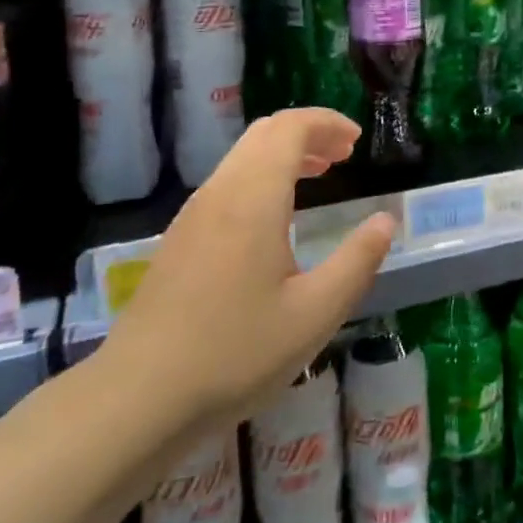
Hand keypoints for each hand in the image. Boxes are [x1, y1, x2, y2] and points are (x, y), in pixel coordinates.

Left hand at [98, 109, 393, 450]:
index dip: (327, 122)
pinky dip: (261, 177)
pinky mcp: (179, 239)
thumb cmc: (235, 355)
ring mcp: (193, 215)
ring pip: (242, 157)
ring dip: (284, 154)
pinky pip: (227, 183)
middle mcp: (220, 193)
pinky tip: (277, 217)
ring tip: (320, 175)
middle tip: (344, 154)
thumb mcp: (315, 314)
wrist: (137, 400)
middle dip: (309, 133)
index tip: (357, 140)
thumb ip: (357, 261)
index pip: (290, 128)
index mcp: (253, 199)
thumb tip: (385, 221)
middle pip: (264, 133)